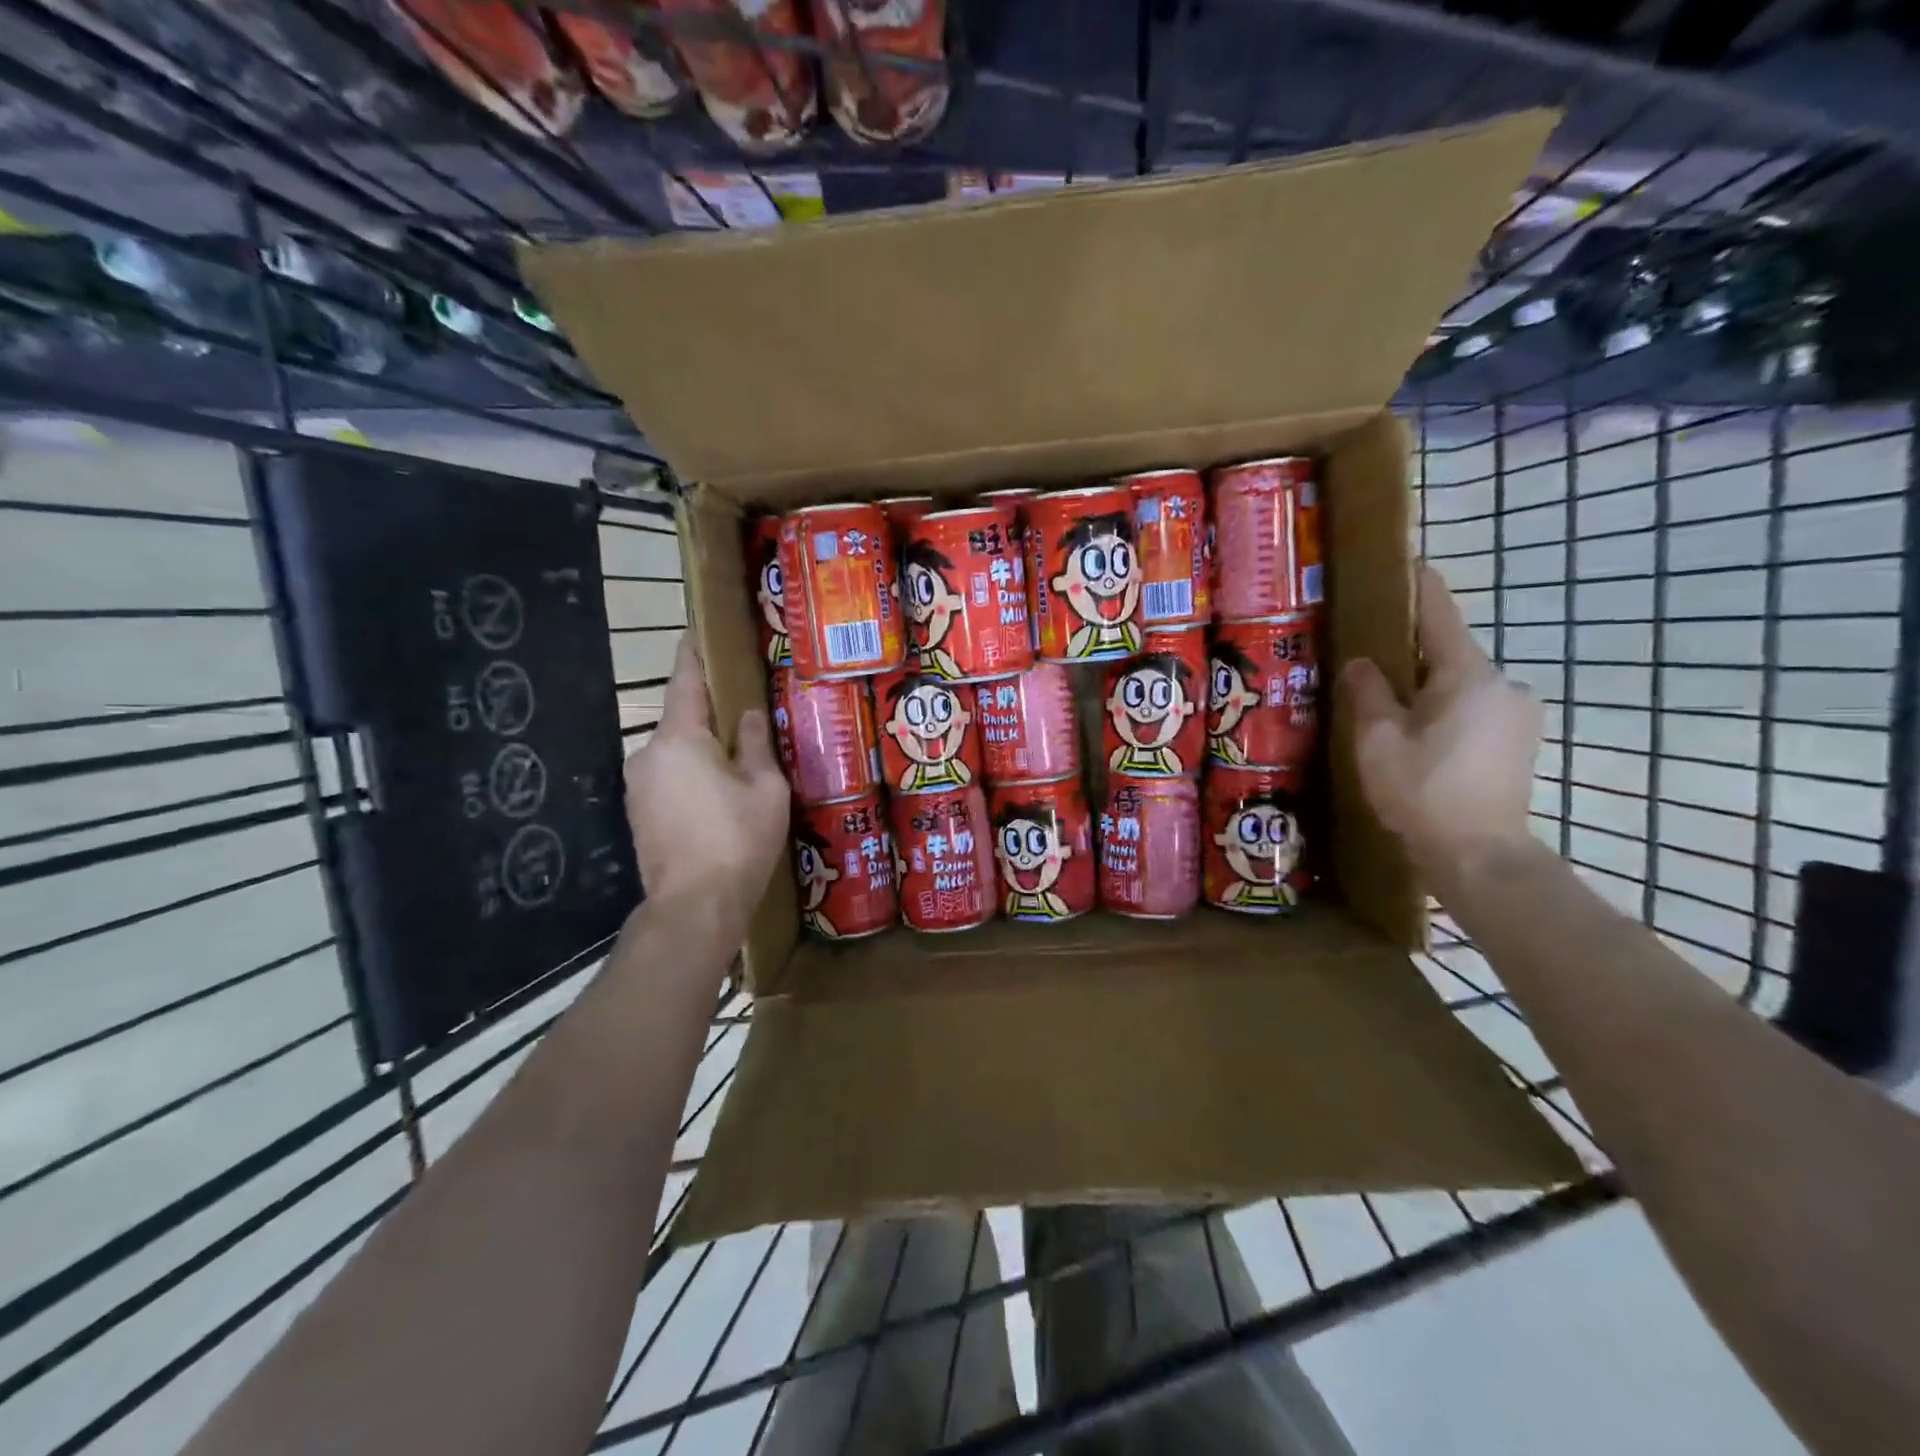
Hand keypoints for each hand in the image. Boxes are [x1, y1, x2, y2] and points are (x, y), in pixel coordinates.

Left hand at [624, 635, 788, 921]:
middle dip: (708, 718)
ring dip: (701, 753)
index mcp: (680, 739)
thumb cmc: (738, 840)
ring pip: (675, 754)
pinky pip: (668, 779)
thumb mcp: (765, 788)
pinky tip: (717, 797)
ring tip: (736, 765)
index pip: (685, 682)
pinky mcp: (638, 813)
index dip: (692, 655)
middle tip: (742, 718)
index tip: (695, 632)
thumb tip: (747, 716)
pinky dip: (690, 778)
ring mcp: (638, 786)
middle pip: (681, 722)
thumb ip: (754, 745)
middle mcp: (648, 754)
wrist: (694, 906)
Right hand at [1339, 564, 1541, 870]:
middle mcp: (1502, 684)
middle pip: (1449, 653)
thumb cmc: (1421, 790)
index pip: (1440, 614)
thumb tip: (1363, 663)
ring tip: (1390, 708)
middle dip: (1412, 652)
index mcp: (1467, 674)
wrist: (1479, 855)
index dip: (1420, 587)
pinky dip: (1446, 710)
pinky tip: (1419, 737)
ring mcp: (1517, 714)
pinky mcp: (1520, 742)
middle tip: (1370, 660)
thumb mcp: (1378, 739)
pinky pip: (1474, 710)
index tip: (1405, 565)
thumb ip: (1368, 692)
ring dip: (1428, 687)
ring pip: (1461, 685)